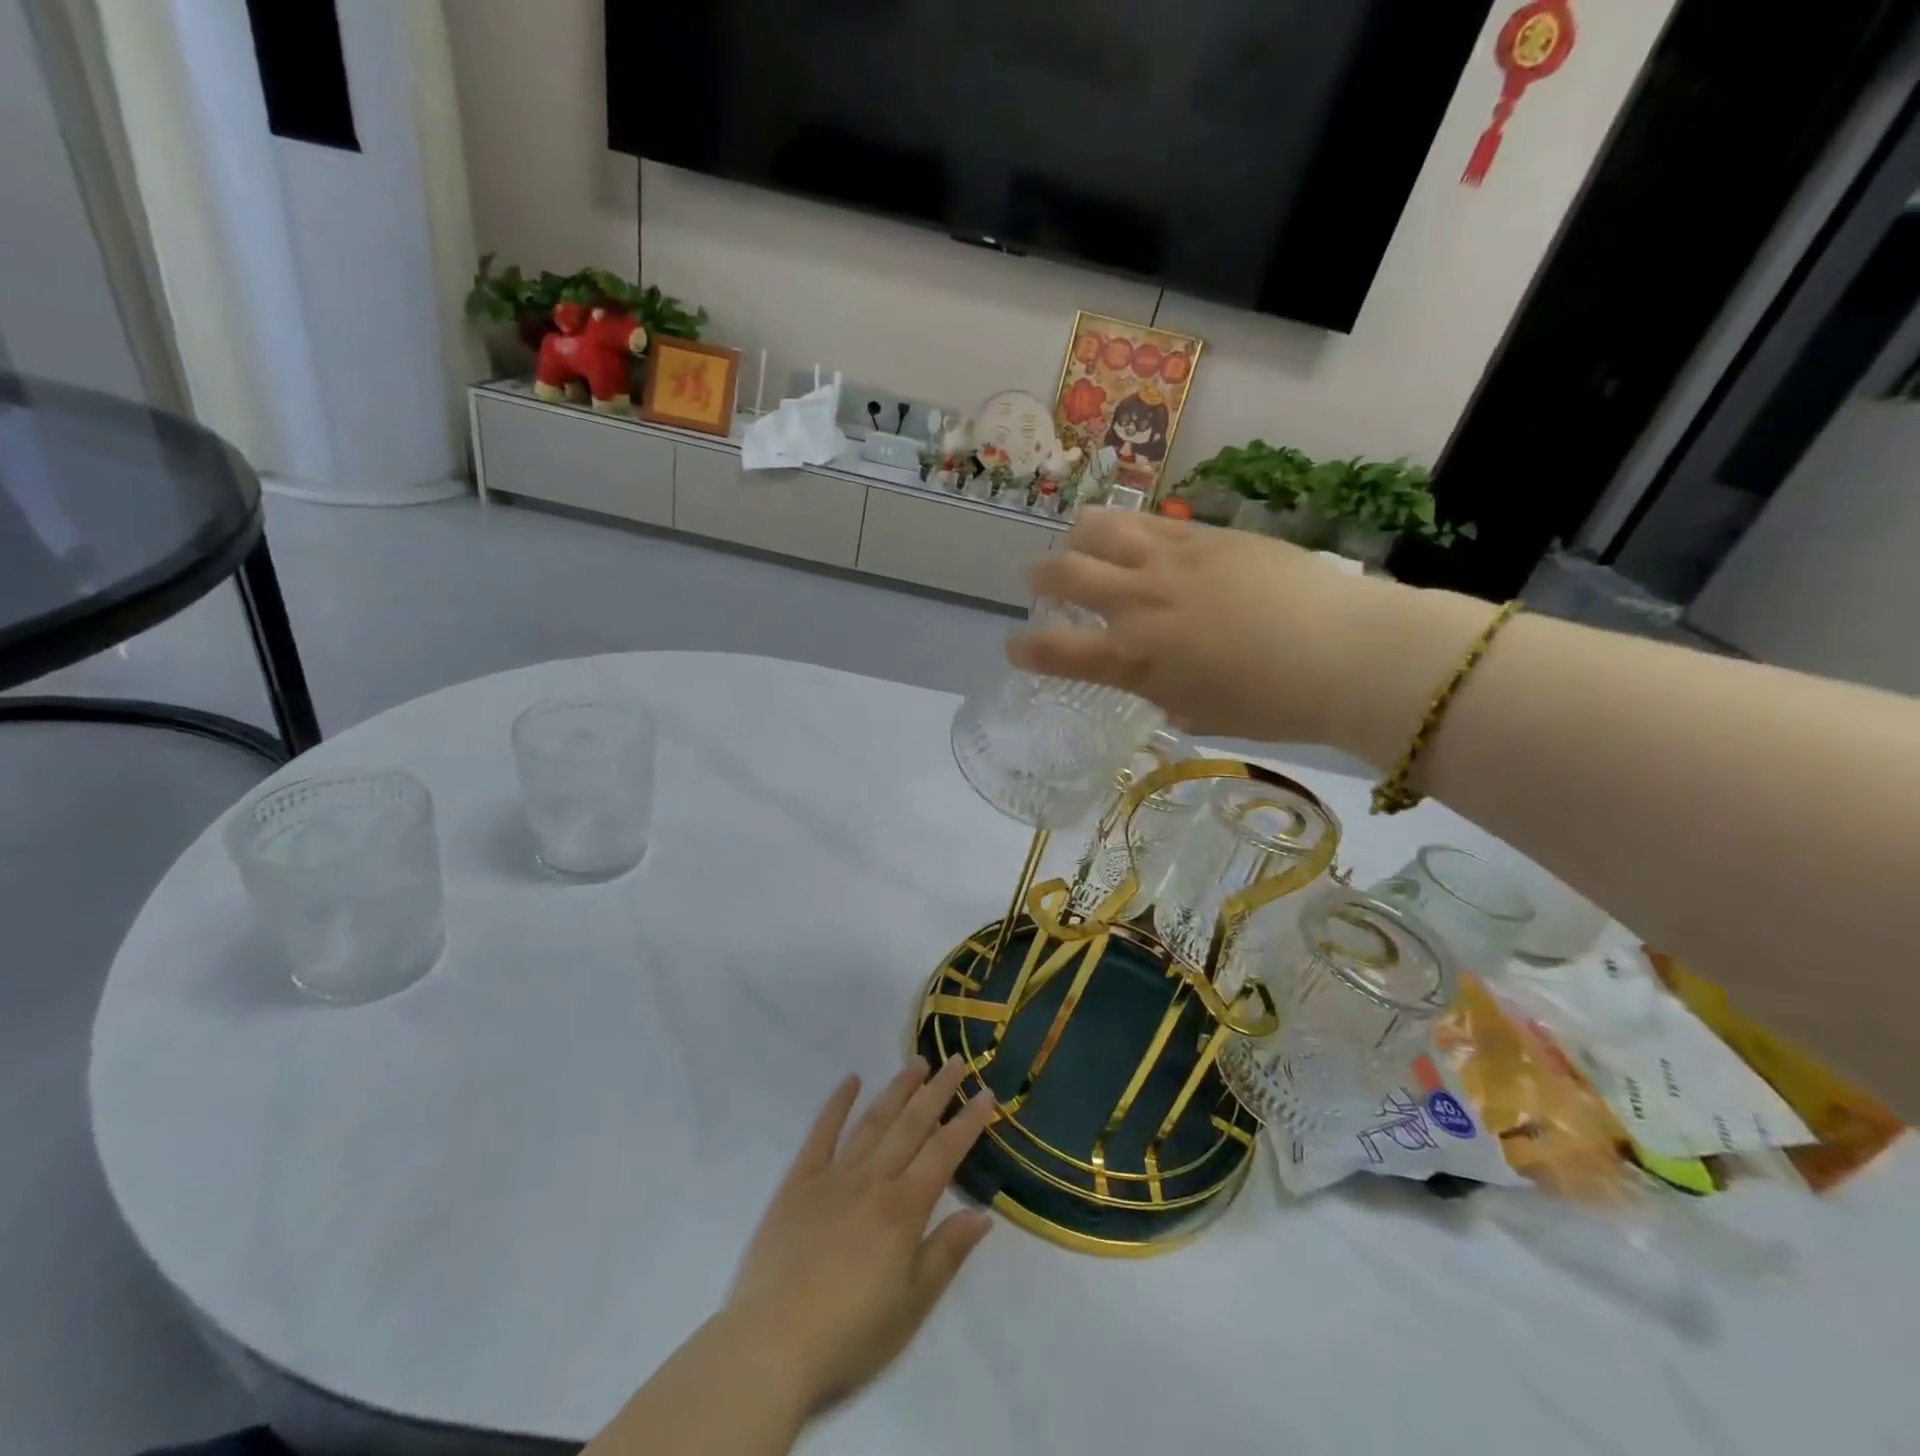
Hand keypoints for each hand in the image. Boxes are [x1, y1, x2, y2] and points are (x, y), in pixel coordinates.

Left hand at [726, 1056, 996, 1414]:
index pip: (944, 1153)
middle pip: (911, 1125)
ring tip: (917, 1063)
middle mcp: (872, 1179)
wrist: (771, 1345)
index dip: (967, 1122)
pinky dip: (837, 1104)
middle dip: (937, 1091)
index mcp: (903, 1208)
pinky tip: (850, 1081)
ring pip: (873, 1121)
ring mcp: (833, 1176)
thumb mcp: (912, 1306)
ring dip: (897, 1090)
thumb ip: (947, 1253)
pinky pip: (821, 1134)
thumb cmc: (850, 1335)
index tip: (987, 1094)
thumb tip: (982, 1214)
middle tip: (955, 1060)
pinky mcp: (798, 1183)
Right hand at [1013, 510, 1379, 741]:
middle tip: (1041, 582)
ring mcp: (1170, 560)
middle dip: (1041, 577)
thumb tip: (1156, 680)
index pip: (1056, 651)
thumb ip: (1163, 693)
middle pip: (1063, 573)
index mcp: (1134, 659)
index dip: (1026, 651)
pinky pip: (1149, 520)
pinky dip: (1129, 528)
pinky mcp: (1205, 534)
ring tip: (1083, 544)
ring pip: (1099, 528)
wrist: (1346, 653)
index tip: (1014, 649)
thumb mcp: (1201, 714)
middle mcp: (1138, 602)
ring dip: (1079, 537)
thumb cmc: (1272, 704)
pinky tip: (1137, 535)